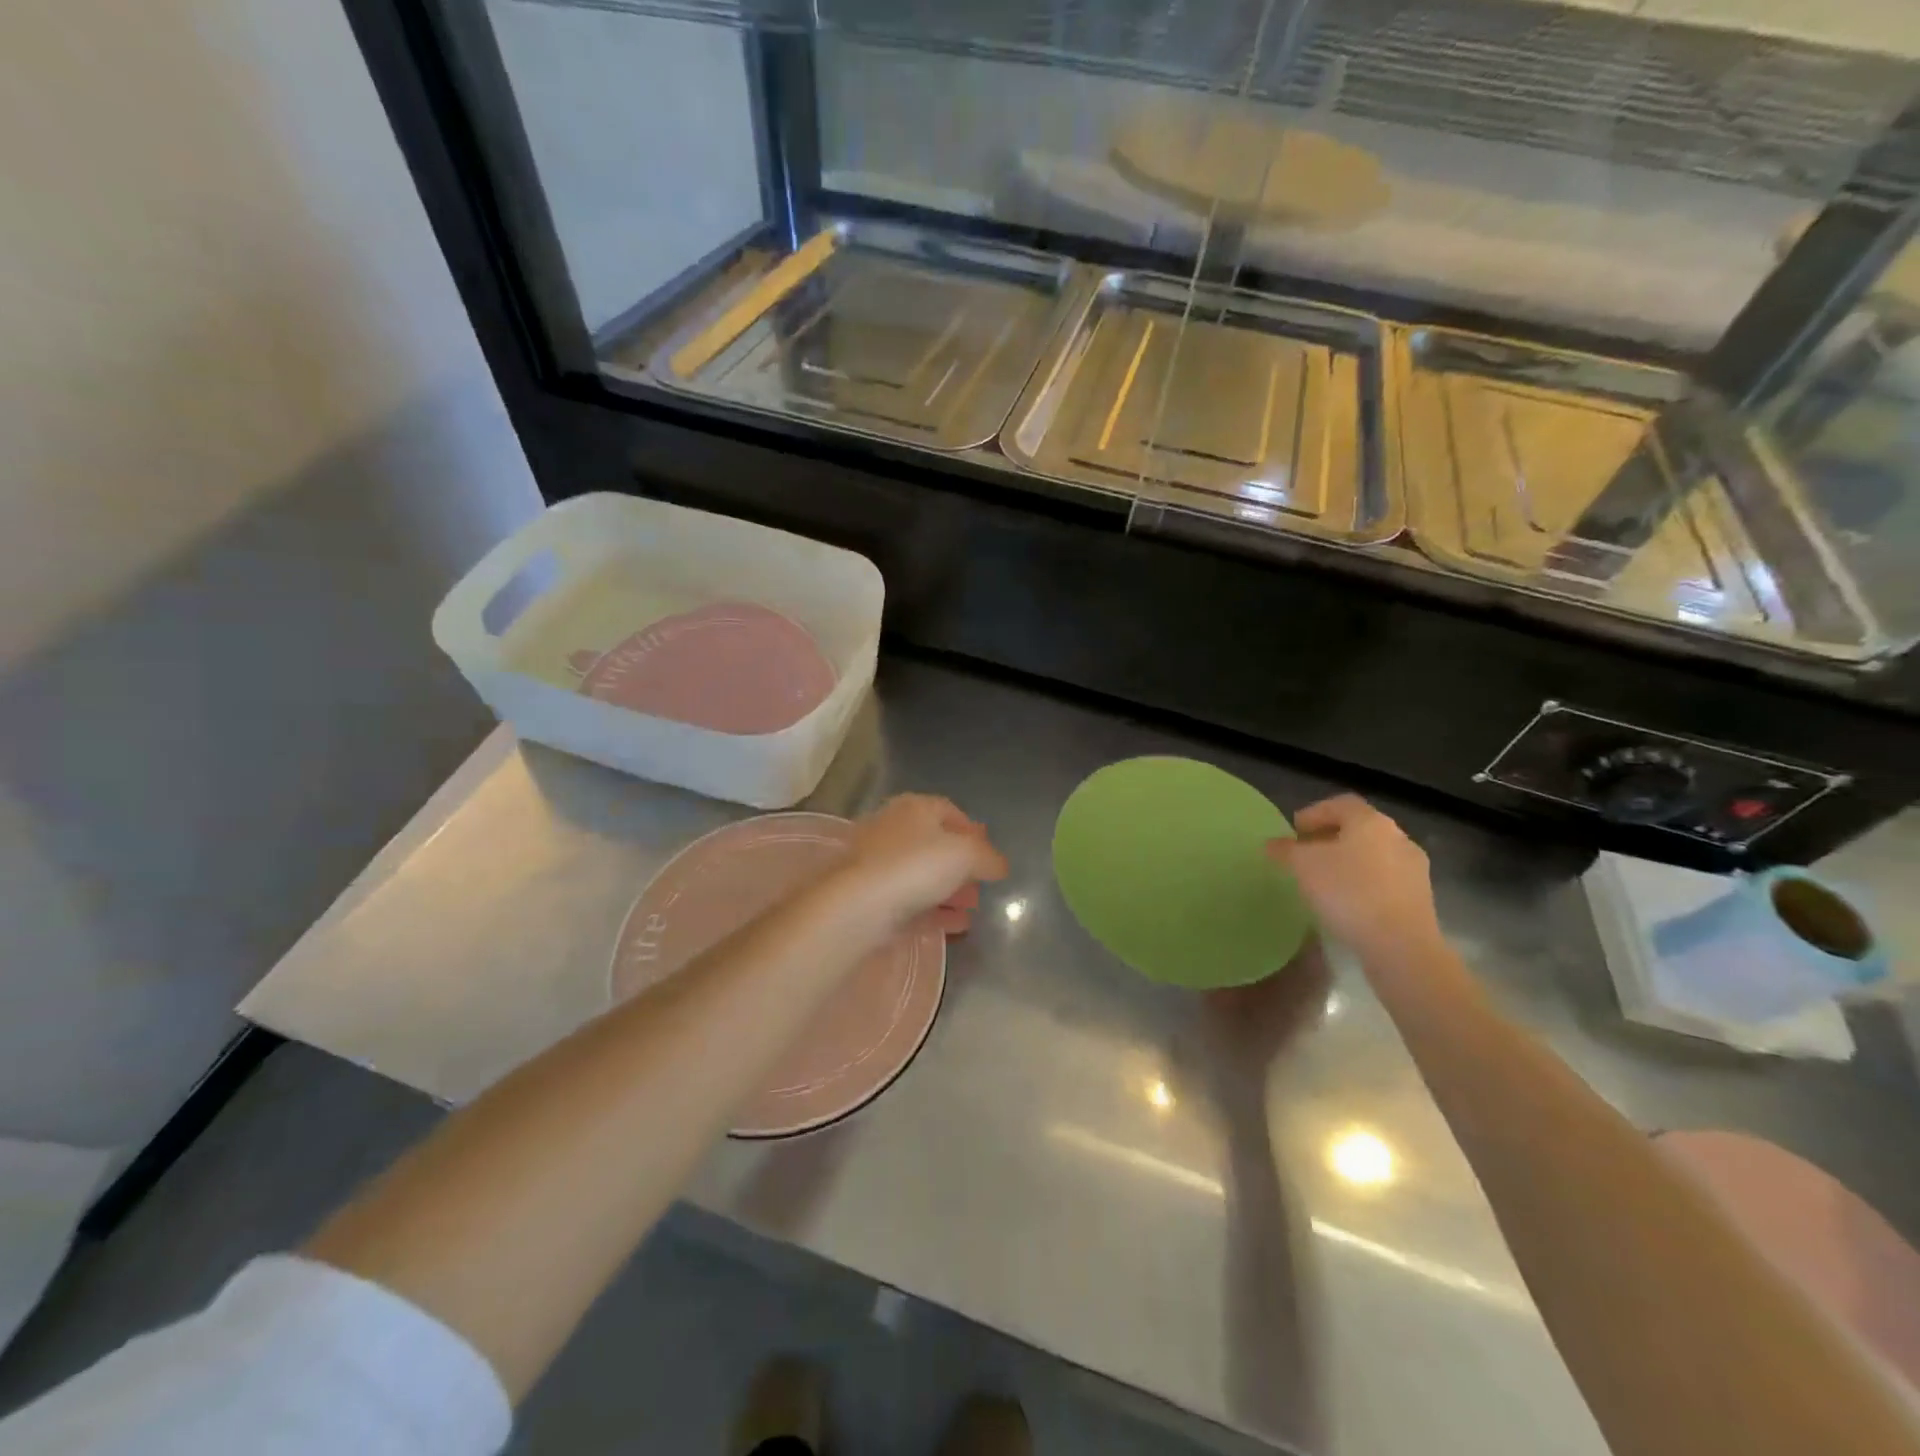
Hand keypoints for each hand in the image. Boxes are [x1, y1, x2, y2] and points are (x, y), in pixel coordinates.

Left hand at [828, 794, 1008, 937]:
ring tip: (972, 909)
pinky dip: (934, 911)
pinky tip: (957, 926)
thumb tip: (999, 865)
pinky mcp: (871, 898)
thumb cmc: (916, 866)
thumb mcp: (966, 854)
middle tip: (981, 885)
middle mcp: (892, 830)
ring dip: (949, 891)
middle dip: (961, 866)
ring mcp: (877, 865)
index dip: (972, 830)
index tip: (989, 853)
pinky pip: (910, 902)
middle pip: (934, 844)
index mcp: (914, 808)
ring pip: (921, 875)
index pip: (948, 810)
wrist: (858, 906)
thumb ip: (988, 857)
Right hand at [1265, 795, 1444, 965]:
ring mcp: (1414, 868)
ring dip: (1349, 861)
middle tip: (1306, 853)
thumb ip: (1285, 850)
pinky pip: (1385, 879)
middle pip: (1359, 828)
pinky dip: (1364, 882)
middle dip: (1331, 837)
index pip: (1340, 804)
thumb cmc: (1348, 892)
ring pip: (1373, 854)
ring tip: (1325, 880)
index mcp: (1371, 822)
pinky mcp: (1420, 897)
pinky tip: (1348, 902)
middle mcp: (1397, 837)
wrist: (1400, 944)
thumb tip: (1272, 844)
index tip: (1295, 831)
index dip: (1314, 813)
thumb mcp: (1303, 866)